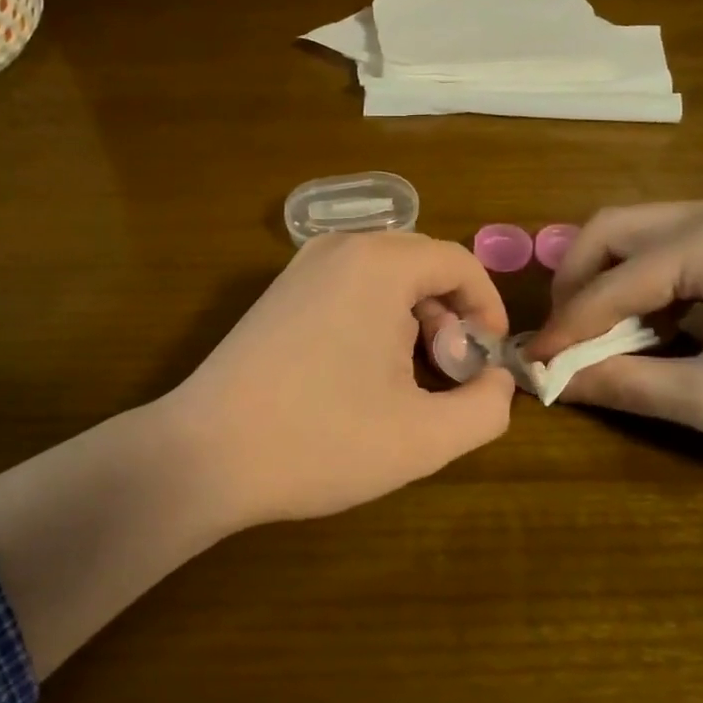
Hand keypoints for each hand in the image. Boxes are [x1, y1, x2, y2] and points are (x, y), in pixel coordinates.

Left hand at [166, 232, 515, 524]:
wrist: (205, 454)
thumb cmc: (321, 441)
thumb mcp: (425, 438)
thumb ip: (487, 407)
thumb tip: (497, 381)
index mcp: (379, 264)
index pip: (459, 264)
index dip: (488, 311)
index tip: (487, 364)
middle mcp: (338, 248)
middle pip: (422, 267)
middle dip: (449, 319)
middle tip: (446, 378)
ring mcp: (300, 268)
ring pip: (384, 280)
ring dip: (411, 323)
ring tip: (404, 385)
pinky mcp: (277, 294)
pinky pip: (347, 291)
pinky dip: (373, 323)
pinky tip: (360, 376)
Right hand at [526, 198, 702, 471]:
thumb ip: (625, 385)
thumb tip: (550, 383)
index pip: (608, 283)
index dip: (564, 328)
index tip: (529, 365)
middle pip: (611, 231)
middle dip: (575, 284)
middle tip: (564, 339)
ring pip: (639, 234)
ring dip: (607, 280)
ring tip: (601, 337)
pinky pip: (673, 247)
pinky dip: (644, 282)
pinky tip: (654, 325)